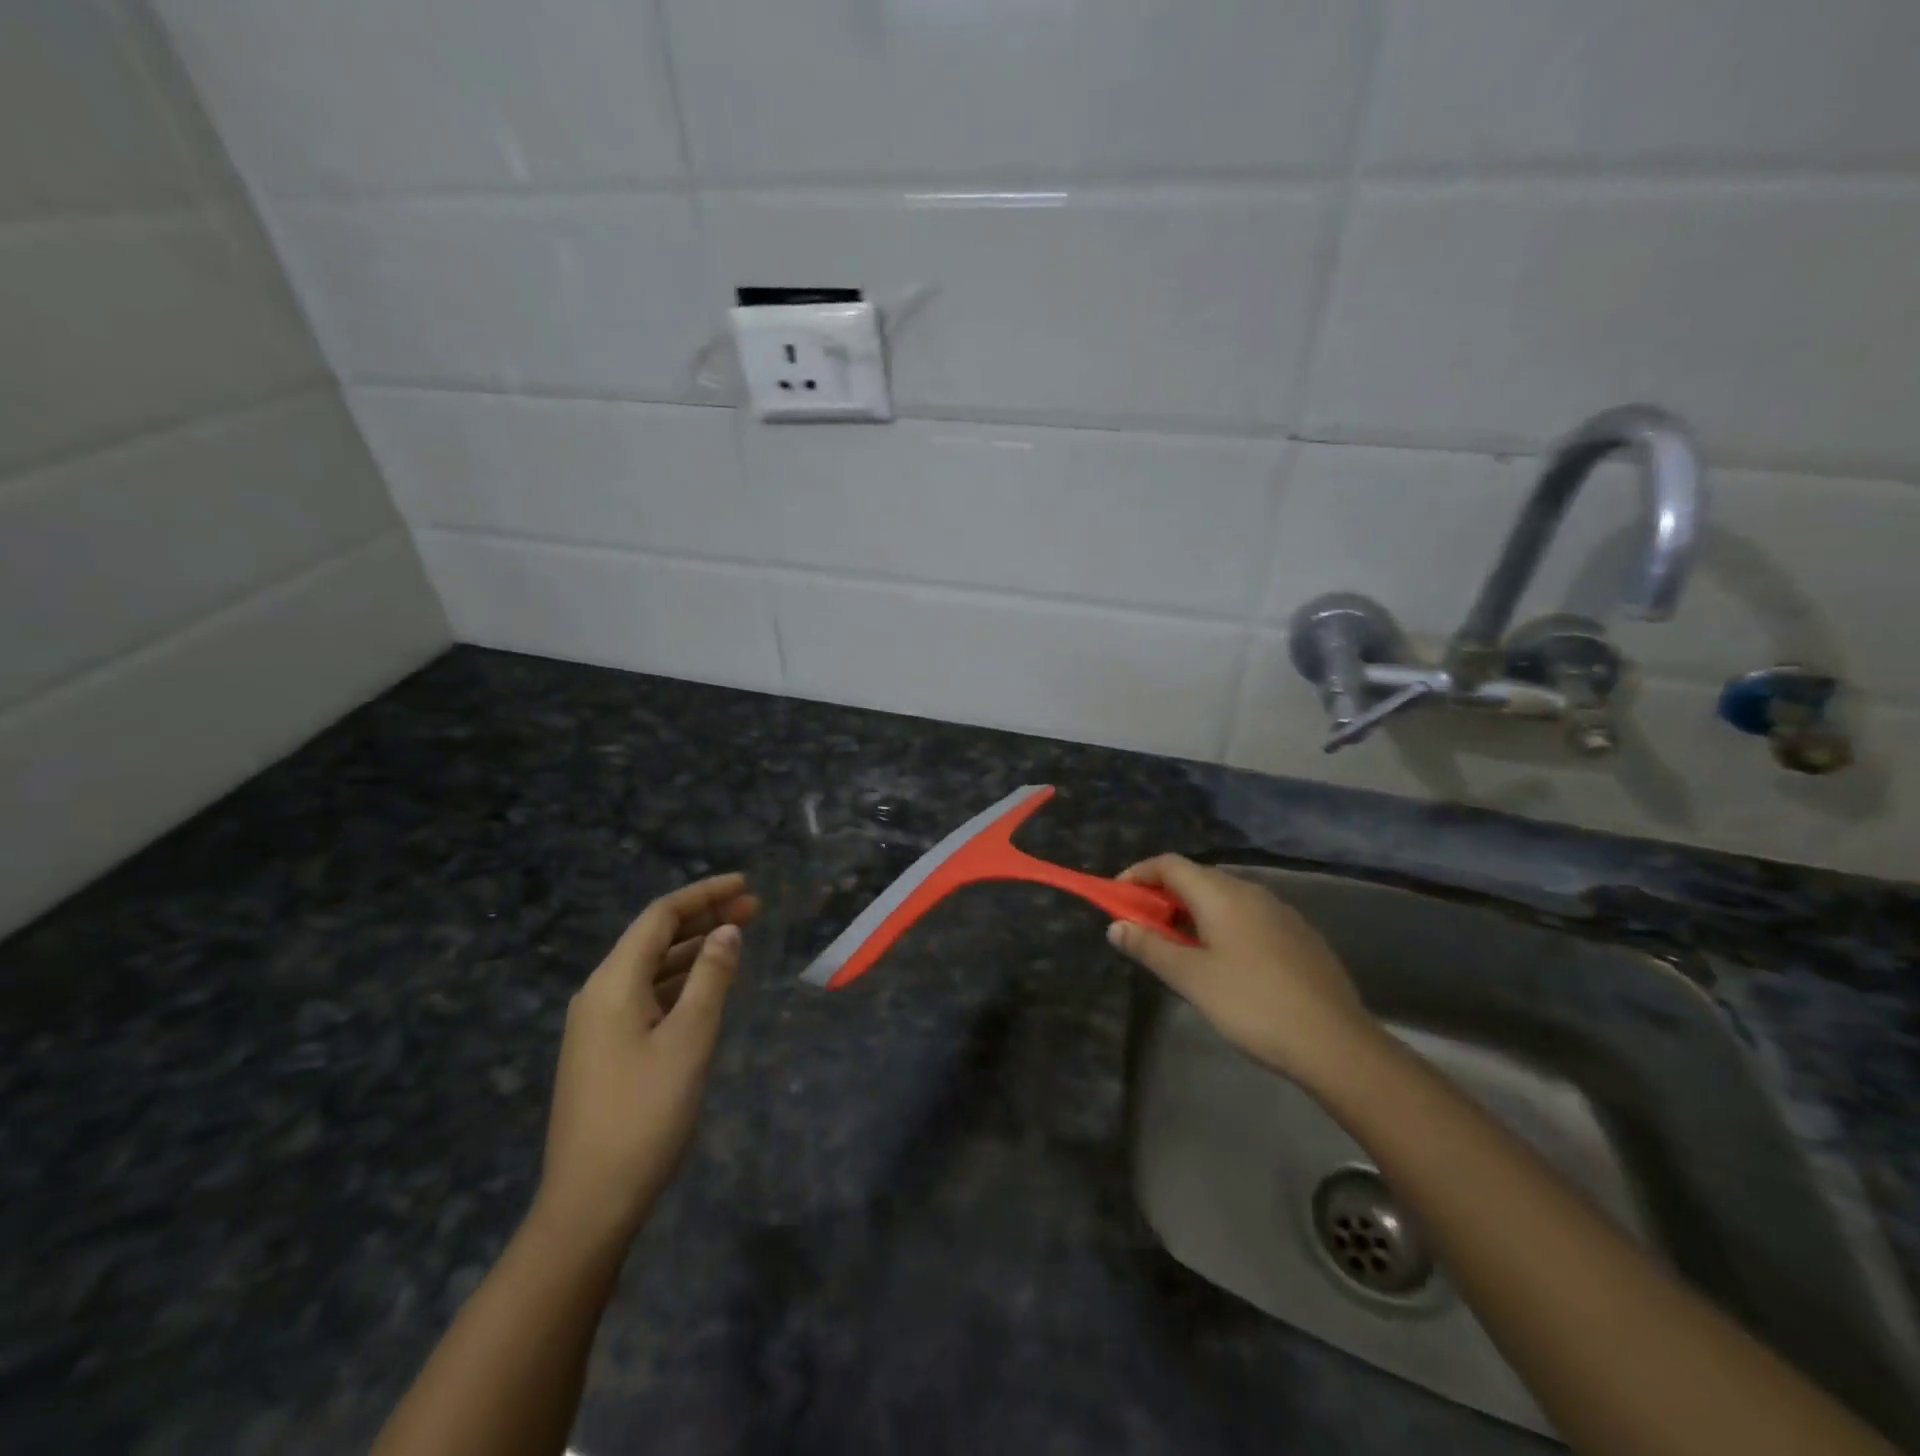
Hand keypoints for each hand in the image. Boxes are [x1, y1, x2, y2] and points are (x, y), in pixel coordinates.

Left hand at [534, 873, 758, 1245]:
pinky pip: (648, 996)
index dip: (704, 895)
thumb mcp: (690, 1039)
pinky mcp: (606, 1050)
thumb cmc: (645, 1114)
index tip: (746, 886)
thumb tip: (727, 932)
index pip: (660, 917)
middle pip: (655, 938)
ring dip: (695, 950)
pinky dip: (682, 981)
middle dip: (704, 919)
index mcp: (613, 983)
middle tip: (755, 909)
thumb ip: (711, 978)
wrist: (590, 1202)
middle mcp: (600, 994)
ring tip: (740, 939)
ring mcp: (599, 1025)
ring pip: (653, 968)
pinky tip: (709, 986)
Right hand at [1107, 855, 1377, 1094]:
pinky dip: (1221, 925)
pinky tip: (1224, 962)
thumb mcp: (1191, 978)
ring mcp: (1280, 912)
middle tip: (1143, 928)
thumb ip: (1149, 947)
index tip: (1117, 897)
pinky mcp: (1299, 936)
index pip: (1169, 864)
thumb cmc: (1252, 1005)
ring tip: (1178, 948)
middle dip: (1162, 896)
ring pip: (1224, 898)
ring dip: (1192, 912)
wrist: (1336, 1043)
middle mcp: (1251, 892)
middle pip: (1196, 878)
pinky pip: (1248, 916)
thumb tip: (1117, 927)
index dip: (1138, 874)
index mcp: (1222, 894)